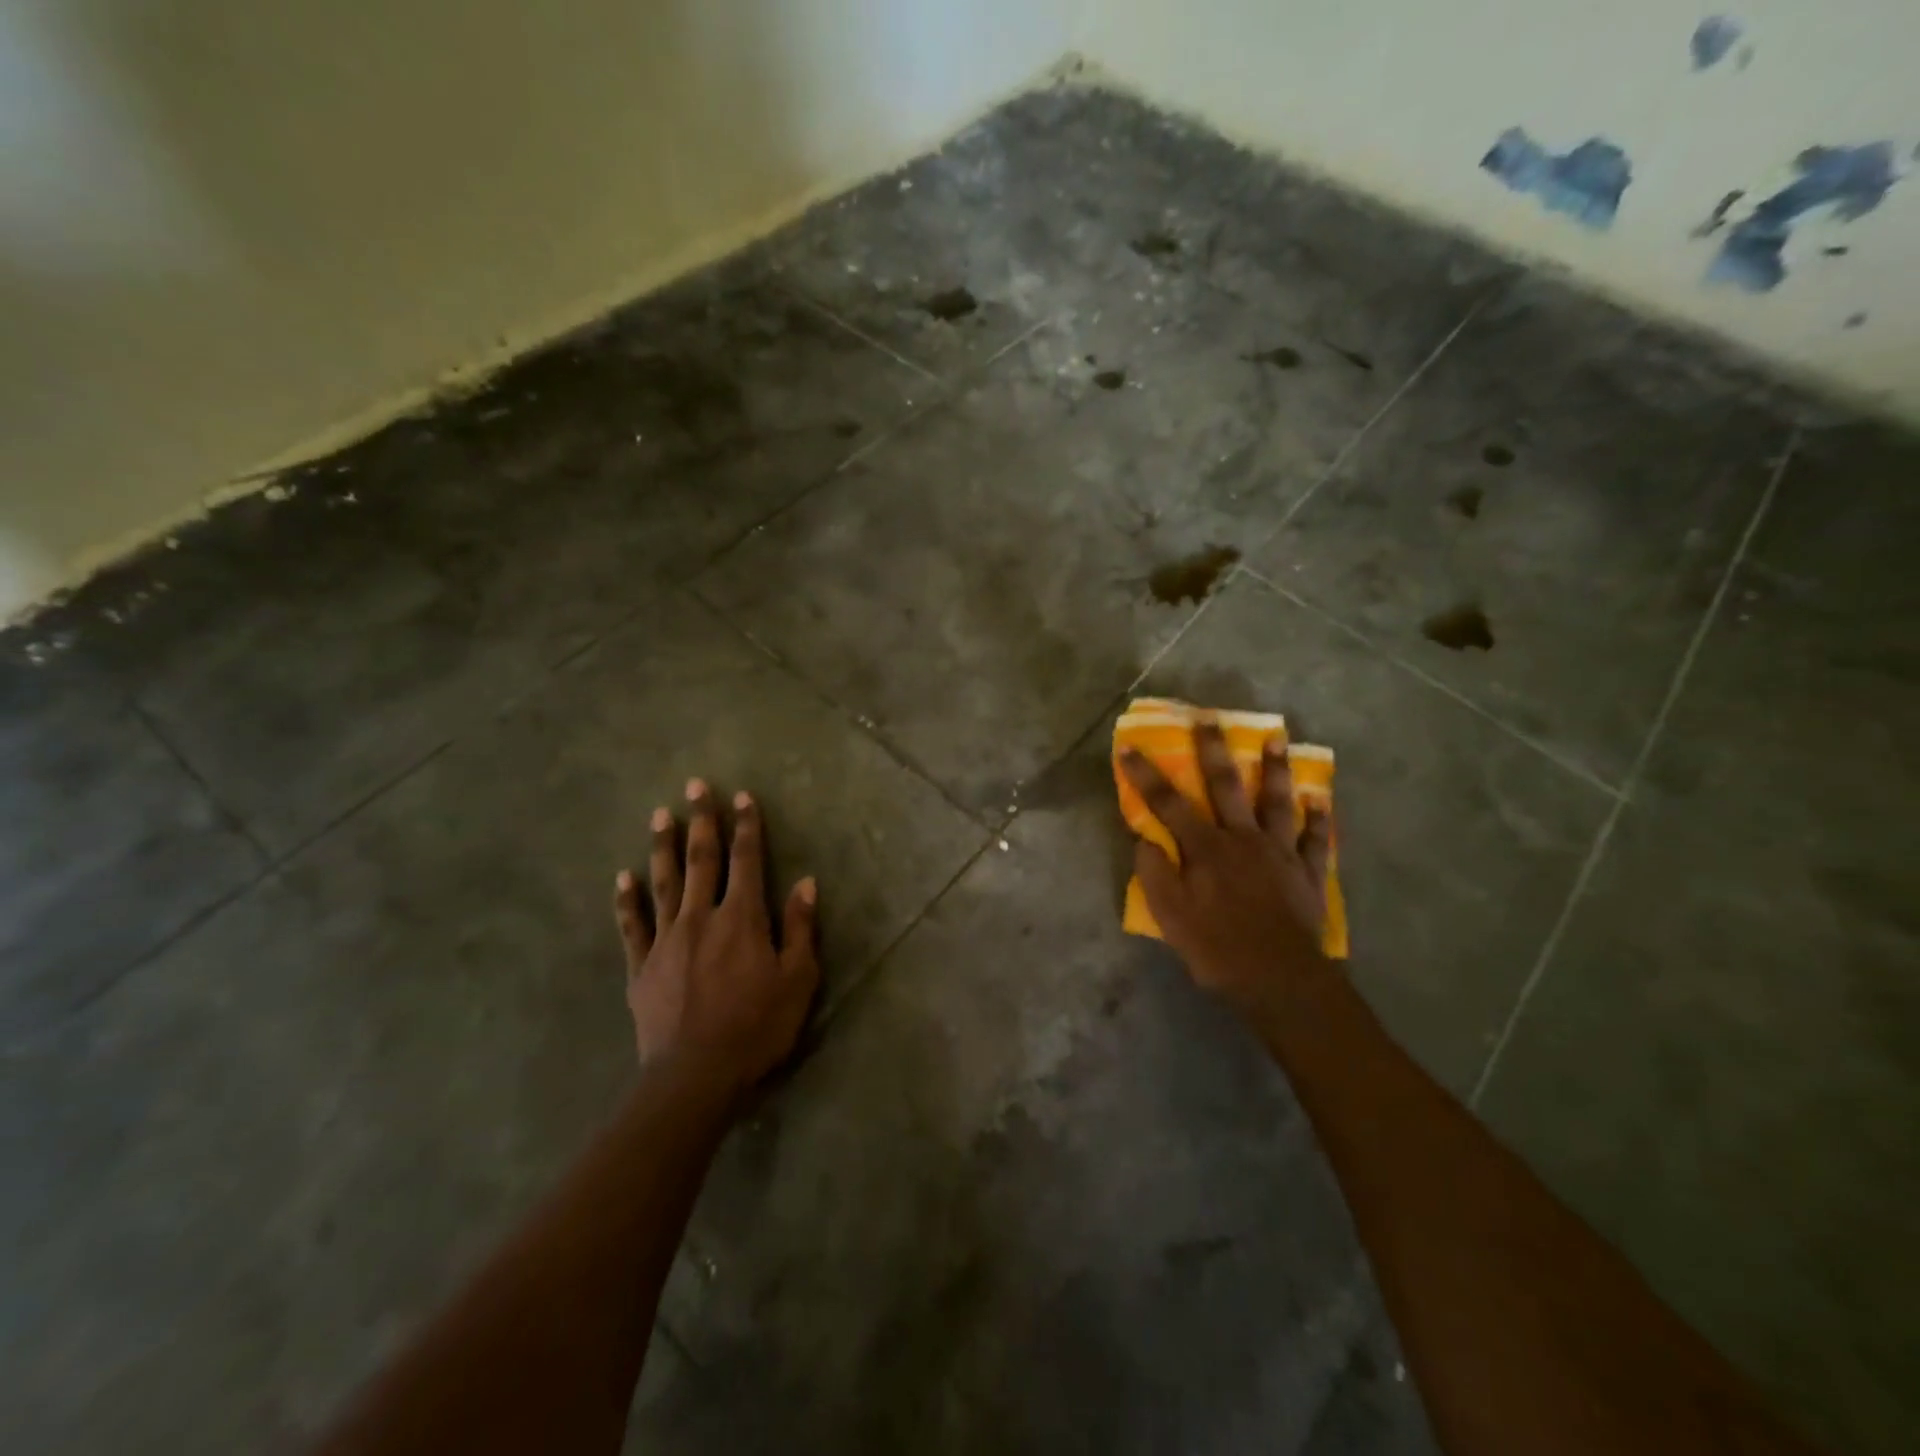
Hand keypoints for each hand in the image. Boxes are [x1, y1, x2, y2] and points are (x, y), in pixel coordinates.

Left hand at [613, 779, 820, 1098]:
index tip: (742, 796)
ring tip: (659, 815)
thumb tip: (806, 882)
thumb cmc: (757, 1027)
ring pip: (665, 882)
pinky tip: (622, 878)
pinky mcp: (642, 966)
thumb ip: (801, 928)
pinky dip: (627, 900)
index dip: (747, 826)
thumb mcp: (797, 980)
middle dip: (702, 820)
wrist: (696, 1076)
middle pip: (702, 860)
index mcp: (743, 918)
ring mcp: (667, 940)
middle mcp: (702, 917)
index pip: (747, 860)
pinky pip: (632, 926)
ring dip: (663, 847)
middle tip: (695, 786)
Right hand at [1120, 723, 1334, 1013]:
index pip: (1168, 804)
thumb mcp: (1170, 916)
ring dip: (1275, 768)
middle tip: (1209, 717)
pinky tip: (1320, 800)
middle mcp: (1242, 839)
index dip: (1146, 775)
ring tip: (1277, 738)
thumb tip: (1145, 839)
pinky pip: (1316, 840)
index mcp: (1205, 849)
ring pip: (1277, 801)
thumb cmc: (1217, 948)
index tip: (1129, 747)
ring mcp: (1280, 853)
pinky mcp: (1308, 872)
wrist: (1279, 980)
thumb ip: (1155, 873)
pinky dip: (1318, 819)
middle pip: (1226, 786)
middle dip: (1213, 750)